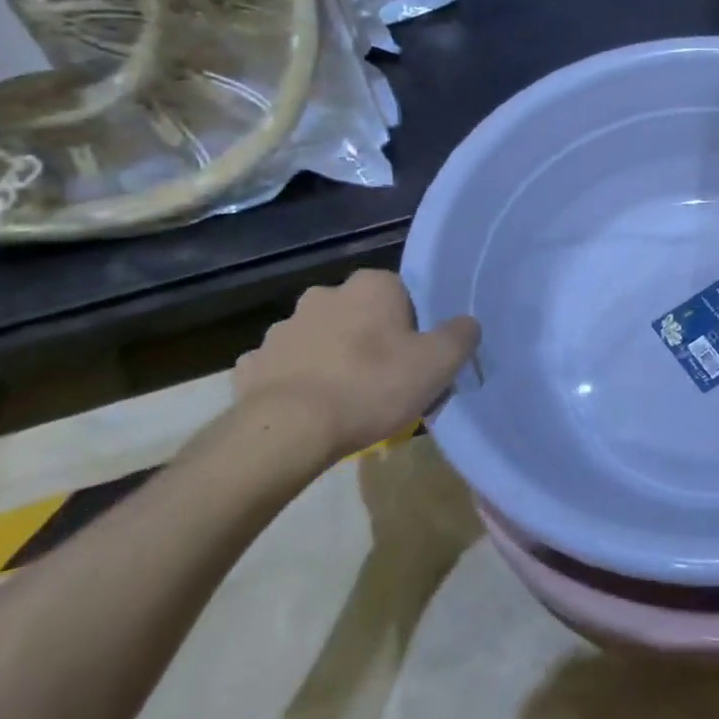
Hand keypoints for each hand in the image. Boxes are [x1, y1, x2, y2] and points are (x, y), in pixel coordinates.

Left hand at [234, 270, 478, 462]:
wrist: (287, 432)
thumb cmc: (371, 386)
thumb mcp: (439, 363)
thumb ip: (461, 335)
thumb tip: (466, 324)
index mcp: (371, 286)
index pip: (402, 294)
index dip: (414, 326)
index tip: (418, 358)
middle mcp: (324, 295)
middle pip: (360, 315)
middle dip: (371, 340)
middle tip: (386, 382)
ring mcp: (282, 329)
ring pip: (320, 340)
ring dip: (332, 359)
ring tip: (346, 402)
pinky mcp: (251, 365)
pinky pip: (285, 369)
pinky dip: (297, 383)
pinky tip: (309, 411)